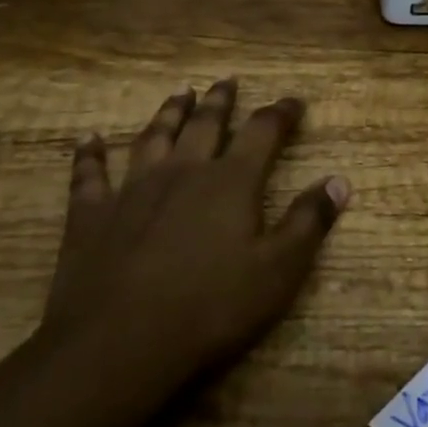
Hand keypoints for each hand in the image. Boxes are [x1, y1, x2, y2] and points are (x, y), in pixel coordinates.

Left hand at [41, 79, 349, 399]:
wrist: (118, 344)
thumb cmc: (210, 308)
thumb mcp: (278, 271)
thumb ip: (309, 222)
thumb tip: (339, 181)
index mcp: (231, 181)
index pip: (263, 131)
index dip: (281, 113)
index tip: (294, 101)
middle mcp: (183, 171)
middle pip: (205, 124)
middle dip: (220, 101)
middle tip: (227, 81)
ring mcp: (133, 189)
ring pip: (154, 137)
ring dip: (168, 113)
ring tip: (179, 93)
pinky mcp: (91, 215)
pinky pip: (89, 175)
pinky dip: (89, 155)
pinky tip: (88, 139)